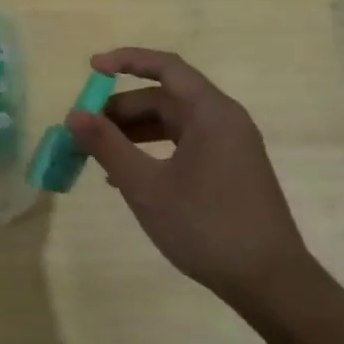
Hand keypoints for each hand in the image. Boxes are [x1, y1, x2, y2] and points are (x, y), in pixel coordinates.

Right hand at [64, 48, 315, 306]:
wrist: (270, 281)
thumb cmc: (205, 226)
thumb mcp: (145, 186)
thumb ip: (107, 146)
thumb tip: (74, 115)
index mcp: (211, 113)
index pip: (166, 67)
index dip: (126, 61)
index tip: (92, 68)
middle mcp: (225, 121)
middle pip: (166, 98)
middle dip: (122, 109)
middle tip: (84, 129)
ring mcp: (231, 147)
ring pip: (174, 124)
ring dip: (134, 133)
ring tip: (98, 154)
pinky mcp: (230, 170)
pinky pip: (185, 146)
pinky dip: (154, 151)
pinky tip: (127, 176)